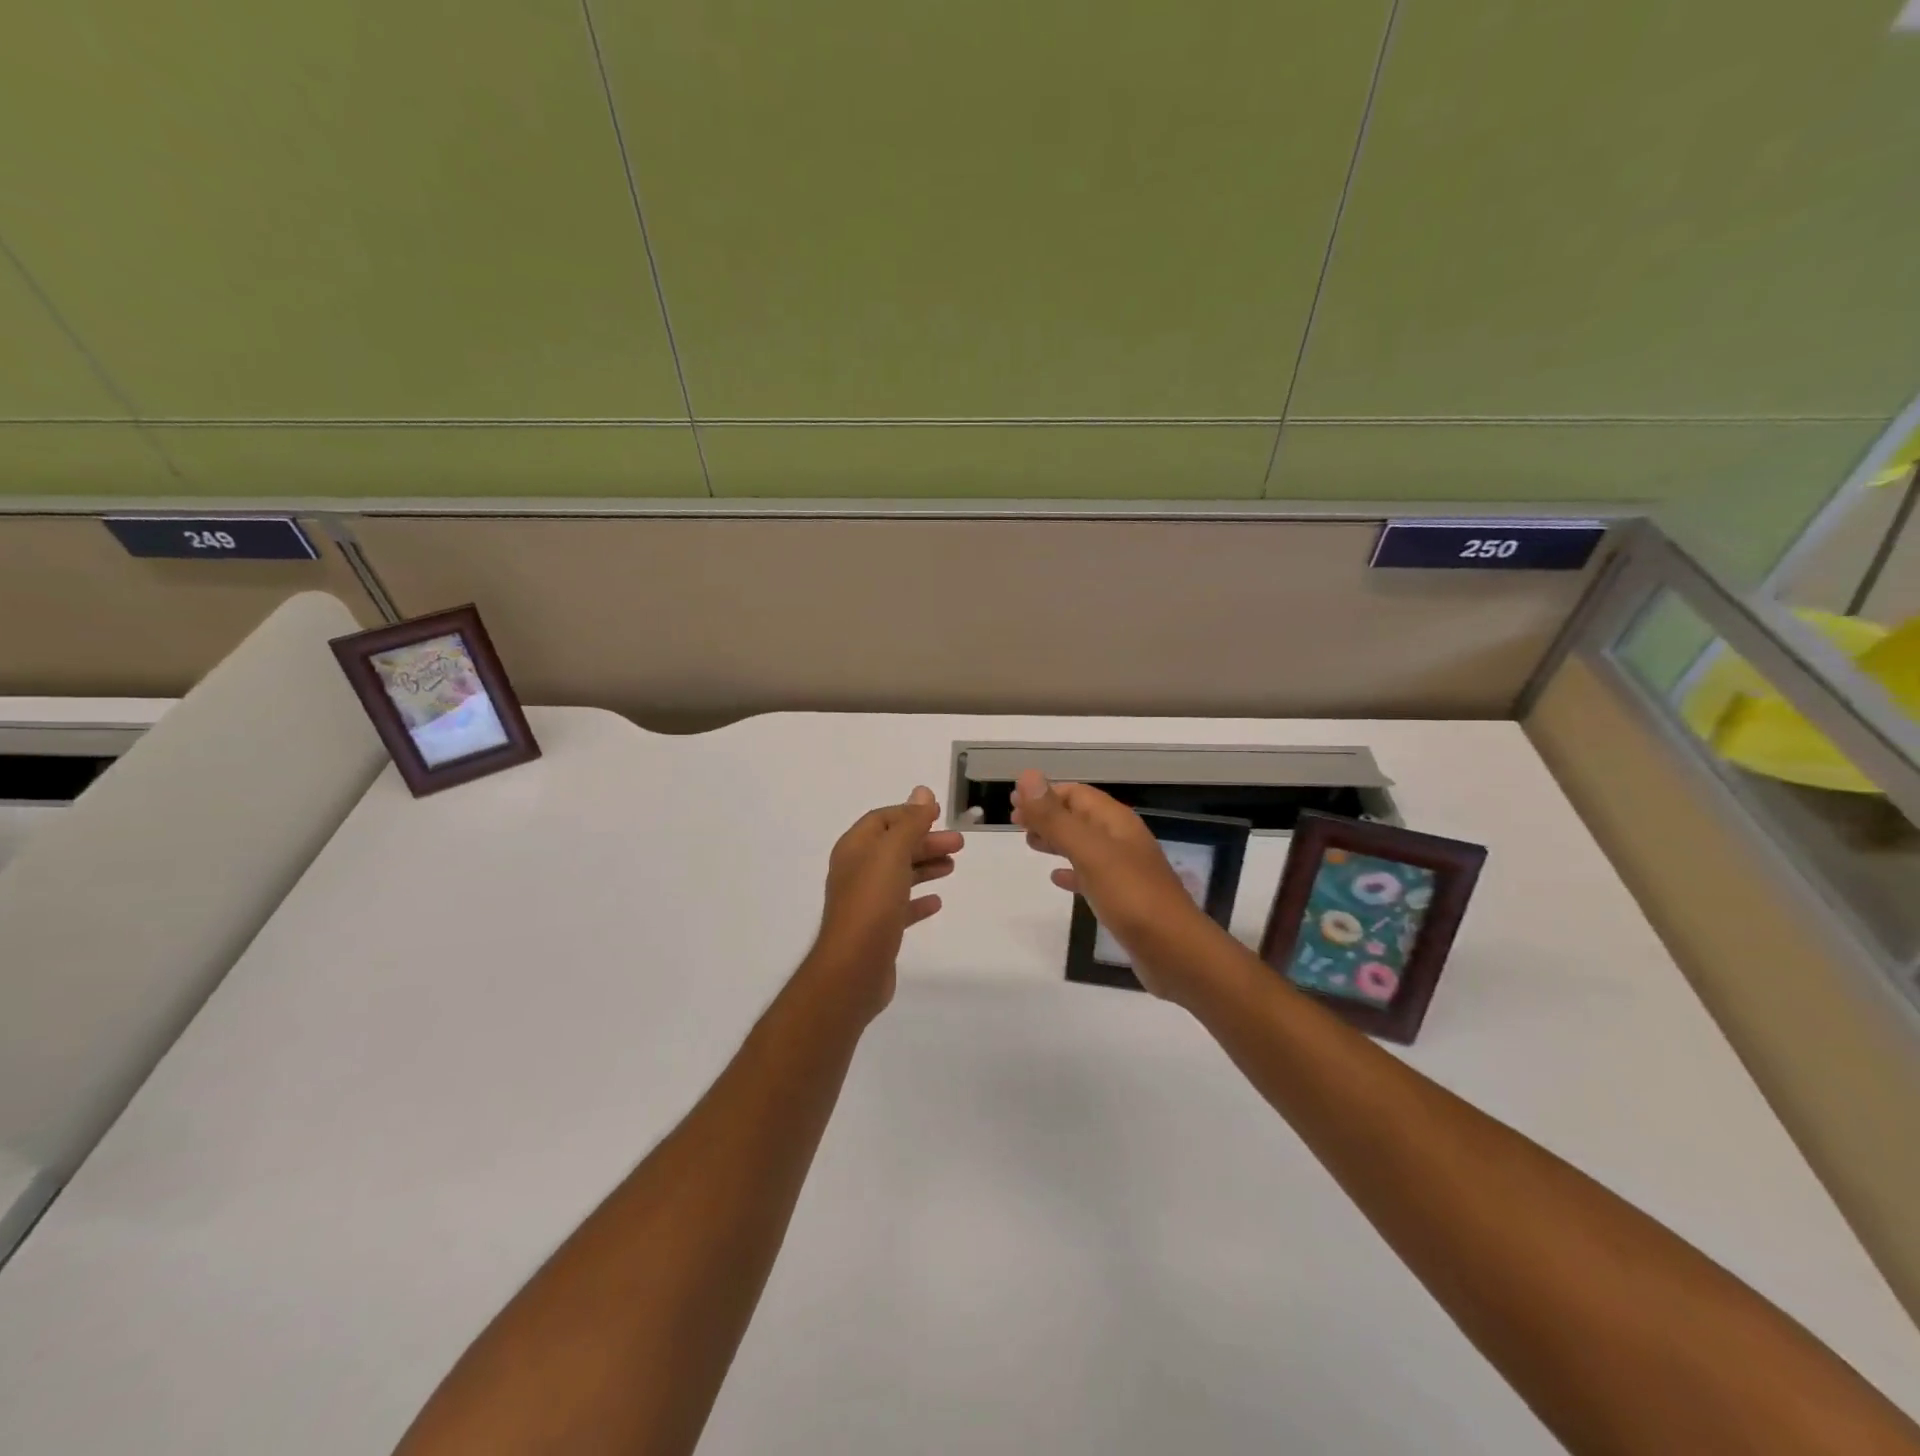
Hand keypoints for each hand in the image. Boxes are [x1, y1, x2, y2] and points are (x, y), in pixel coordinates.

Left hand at [808, 786, 963, 1020]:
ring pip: (899, 875)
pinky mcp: (877, 929)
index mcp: (855, 849)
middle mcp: (857, 871)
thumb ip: (910, 823)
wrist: (853, 969)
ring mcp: (866, 901)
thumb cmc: (872, 903)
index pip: (883, 819)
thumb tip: (922, 791)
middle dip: (925, 841)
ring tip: (953, 866)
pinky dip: (919, 899)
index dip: (910, 814)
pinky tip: (937, 901)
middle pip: (894, 846)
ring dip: (926, 866)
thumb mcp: (892, 853)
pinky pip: (901, 906)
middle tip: (959, 844)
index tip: (940, 815)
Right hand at [1011, 770, 1220, 1002]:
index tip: (1014, 801)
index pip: (1077, 794)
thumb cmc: (1131, 896)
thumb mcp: (1089, 852)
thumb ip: (1056, 818)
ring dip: (1057, 840)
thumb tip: (1027, 776)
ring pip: (1083, 845)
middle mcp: (1121, 840)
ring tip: (1029, 843)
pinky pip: (1090, 875)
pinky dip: (1070, 871)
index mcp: (1116, 822)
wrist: (1175, 951)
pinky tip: (1056, 878)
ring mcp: (1123, 870)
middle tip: (1016, 822)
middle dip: (1048, 815)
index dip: (1045, 794)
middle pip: (1079, 817)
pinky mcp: (1122, 898)